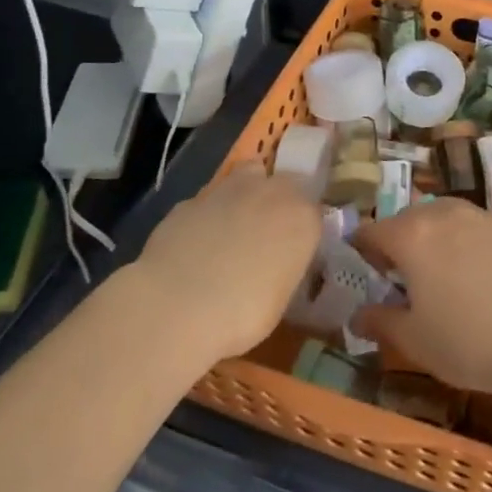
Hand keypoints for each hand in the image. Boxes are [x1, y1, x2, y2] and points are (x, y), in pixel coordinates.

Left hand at [133, 161, 322, 363]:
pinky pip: (208, 202)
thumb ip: (284, 266)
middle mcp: (270, 192)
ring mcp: (227, 189)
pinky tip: (197, 245)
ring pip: (246, 177)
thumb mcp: (281, 297)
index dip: (302, 230)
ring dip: (245, 196)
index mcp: (302, 217)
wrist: (177, 306)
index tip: (294, 251)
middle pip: (284, 183)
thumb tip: (276, 263)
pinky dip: (208, 216)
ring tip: (233, 232)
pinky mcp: (190, 199)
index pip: (314, 212)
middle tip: (267, 236)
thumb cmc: (243, 313)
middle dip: (278, 202)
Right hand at [351, 199, 491, 399]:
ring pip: (444, 215)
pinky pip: (475, 226)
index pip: (372, 230)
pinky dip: (467, 241)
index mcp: (411, 235)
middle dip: (400, 240)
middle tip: (404, 276)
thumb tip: (357, 315)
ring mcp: (480, 216)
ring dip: (434, 235)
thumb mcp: (413, 340)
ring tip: (442, 270)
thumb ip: (380, 321)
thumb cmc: (466, 341)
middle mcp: (442, 213)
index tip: (368, 273)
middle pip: (408, 217)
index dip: (363, 250)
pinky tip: (478, 273)